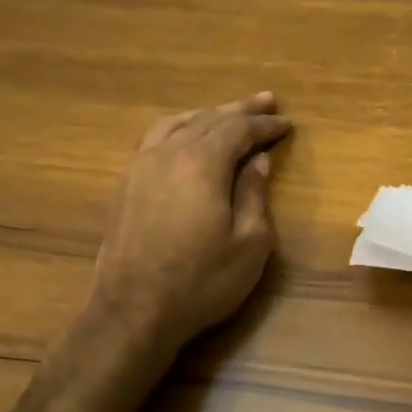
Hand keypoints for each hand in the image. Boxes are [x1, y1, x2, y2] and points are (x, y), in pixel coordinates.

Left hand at [91, 93, 292, 348]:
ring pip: (176, 124)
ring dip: (207, 115)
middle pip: (207, 119)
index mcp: (202, 163)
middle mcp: (168, 153)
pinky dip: (178, 128)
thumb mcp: (249, 243)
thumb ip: (254, 195)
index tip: (286, 123)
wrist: (133, 310)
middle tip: (265, 101)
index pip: (238, 130)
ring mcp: (140, 167)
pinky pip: (155, 139)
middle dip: (239, 111)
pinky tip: (184, 137)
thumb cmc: (202, 280)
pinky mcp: (125, 185)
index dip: (264, 125)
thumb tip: (258, 161)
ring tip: (227, 113)